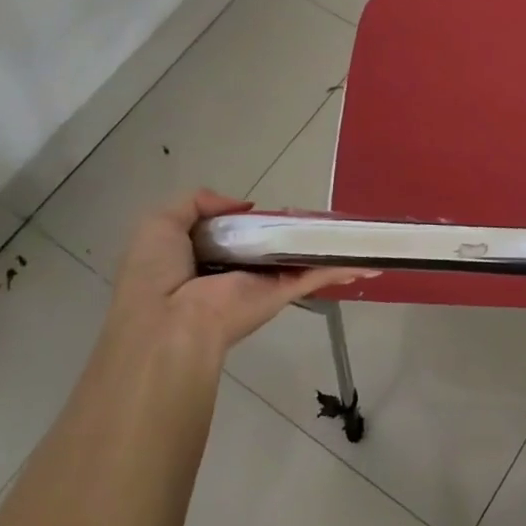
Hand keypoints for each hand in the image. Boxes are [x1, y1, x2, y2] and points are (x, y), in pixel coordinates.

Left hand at [104, 190, 374, 361]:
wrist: (171, 324)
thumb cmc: (158, 273)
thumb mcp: (160, 222)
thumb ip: (197, 201)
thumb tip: (245, 204)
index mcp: (201, 256)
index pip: (231, 234)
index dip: (248, 219)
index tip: (267, 208)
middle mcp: (233, 270)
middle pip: (269, 245)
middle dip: (291, 229)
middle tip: (314, 213)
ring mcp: (261, 283)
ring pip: (298, 258)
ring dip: (323, 246)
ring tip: (354, 229)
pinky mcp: (282, 294)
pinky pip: (315, 276)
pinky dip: (342, 267)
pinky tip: (367, 259)